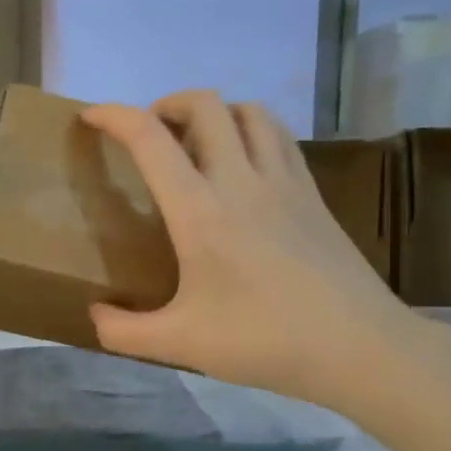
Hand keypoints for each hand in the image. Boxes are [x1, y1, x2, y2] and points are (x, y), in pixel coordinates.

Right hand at [80, 91, 425, 416]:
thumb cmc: (264, 341)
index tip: (91, 116)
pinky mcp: (312, 193)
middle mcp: (241, 180)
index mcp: (200, 211)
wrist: (359, 346)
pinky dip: (251, 129)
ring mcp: (284, 181)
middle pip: (205, 104)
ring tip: (197, 143)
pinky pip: (278, 136)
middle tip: (151, 135)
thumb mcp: (181, 344)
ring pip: (248, 111)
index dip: (114, 116)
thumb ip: (124, 332)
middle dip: (168, 104)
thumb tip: (95, 315)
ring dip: (214, 112)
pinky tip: (244, 164)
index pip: (150, 139)